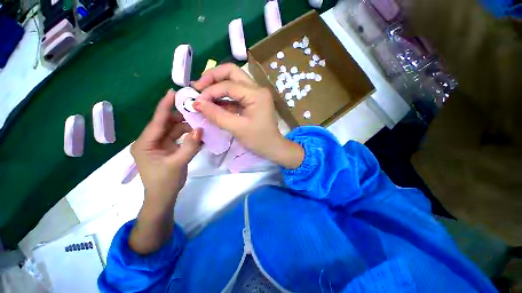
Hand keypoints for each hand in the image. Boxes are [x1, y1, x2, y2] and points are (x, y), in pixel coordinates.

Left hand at [131, 90, 201, 203]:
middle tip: (195, 109)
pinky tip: (198, 133)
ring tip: (201, 122)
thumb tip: (200, 129)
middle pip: (166, 124)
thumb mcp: (177, 164)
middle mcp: (151, 141)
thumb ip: (190, 146)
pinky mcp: (168, 149)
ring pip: (174, 130)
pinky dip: (188, 135)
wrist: (163, 197)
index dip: (164, 106)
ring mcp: (160, 145)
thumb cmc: (165, 182)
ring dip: (187, 127)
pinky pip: (179, 138)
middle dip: (180, 116)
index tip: (173, 92)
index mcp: (145, 143)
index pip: (157, 121)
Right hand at [192, 64, 303, 168]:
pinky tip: (213, 104)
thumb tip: (197, 103)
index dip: (210, 91)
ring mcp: (255, 94)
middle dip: (212, 77)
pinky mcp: (253, 101)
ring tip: (202, 95)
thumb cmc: (259, 140)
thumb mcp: (237, 128)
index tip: (196, 102)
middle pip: (231, 72)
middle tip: (198, 88)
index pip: (228, 85)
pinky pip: (236, 94)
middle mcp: (257, 89)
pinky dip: (224, 97)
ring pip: (233, 81)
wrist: (273, 147)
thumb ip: (217, 115)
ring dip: (217, 86)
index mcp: (256, 94)